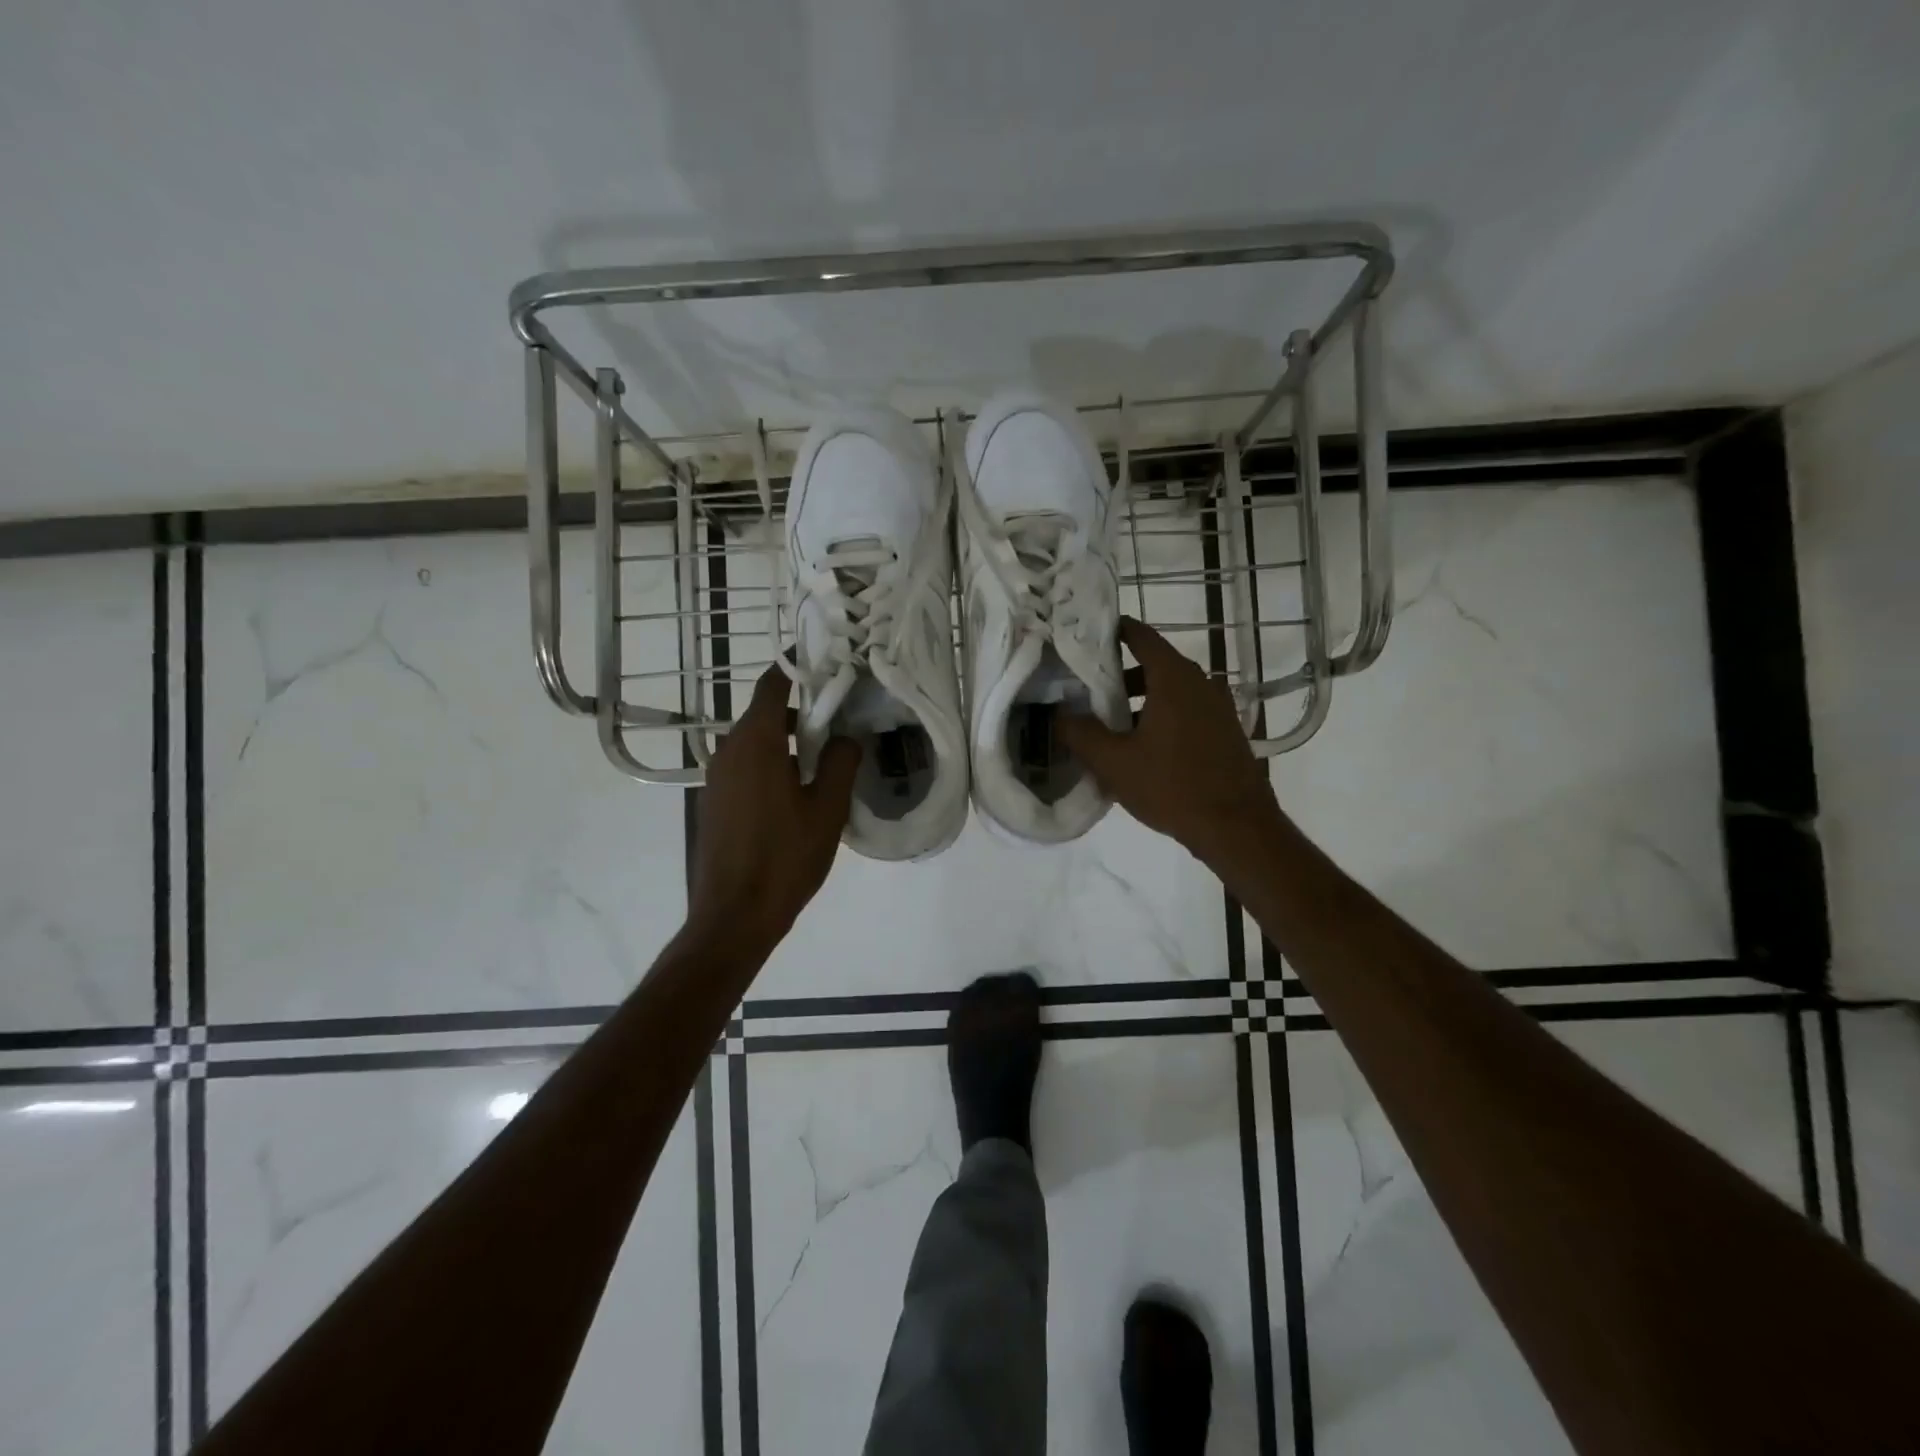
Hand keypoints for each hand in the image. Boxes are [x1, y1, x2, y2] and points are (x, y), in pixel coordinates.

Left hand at [688, 662, 860, 947]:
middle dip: (801, 712)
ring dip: (787, 742)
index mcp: (756, 743)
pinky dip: (770, 765)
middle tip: (840, 723)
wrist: (734, 916)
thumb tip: (848, 737)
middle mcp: (728, 750)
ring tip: (824, 762)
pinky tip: (796, 793)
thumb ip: (842, 762)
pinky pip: (744, 767)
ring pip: (754, 742)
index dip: (798, 670)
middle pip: (764, 713)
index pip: (772, 685)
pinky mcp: (713, 801)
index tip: (827, 667)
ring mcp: (716, 777)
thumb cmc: (785, 858)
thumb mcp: (828, 809)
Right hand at [1058, 617, 1281, 868]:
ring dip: (1139, 700)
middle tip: (1086, 691)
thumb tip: (1057, 714)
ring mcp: (1217, 706)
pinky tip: (1142, 747)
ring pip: (1170, 690)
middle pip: (1153, 663)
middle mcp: (1200, 682)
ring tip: (1110, 725)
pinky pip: (1186, 711)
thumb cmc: (1171, 786)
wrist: (1236, 828)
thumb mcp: (1114, 762)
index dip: (1110, 632)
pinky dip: (1161, 716)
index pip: (1139, 634)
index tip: (1083, 640)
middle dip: (1118, 674)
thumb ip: (1080, 733)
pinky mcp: (1225, 730)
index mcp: (1173, 678)